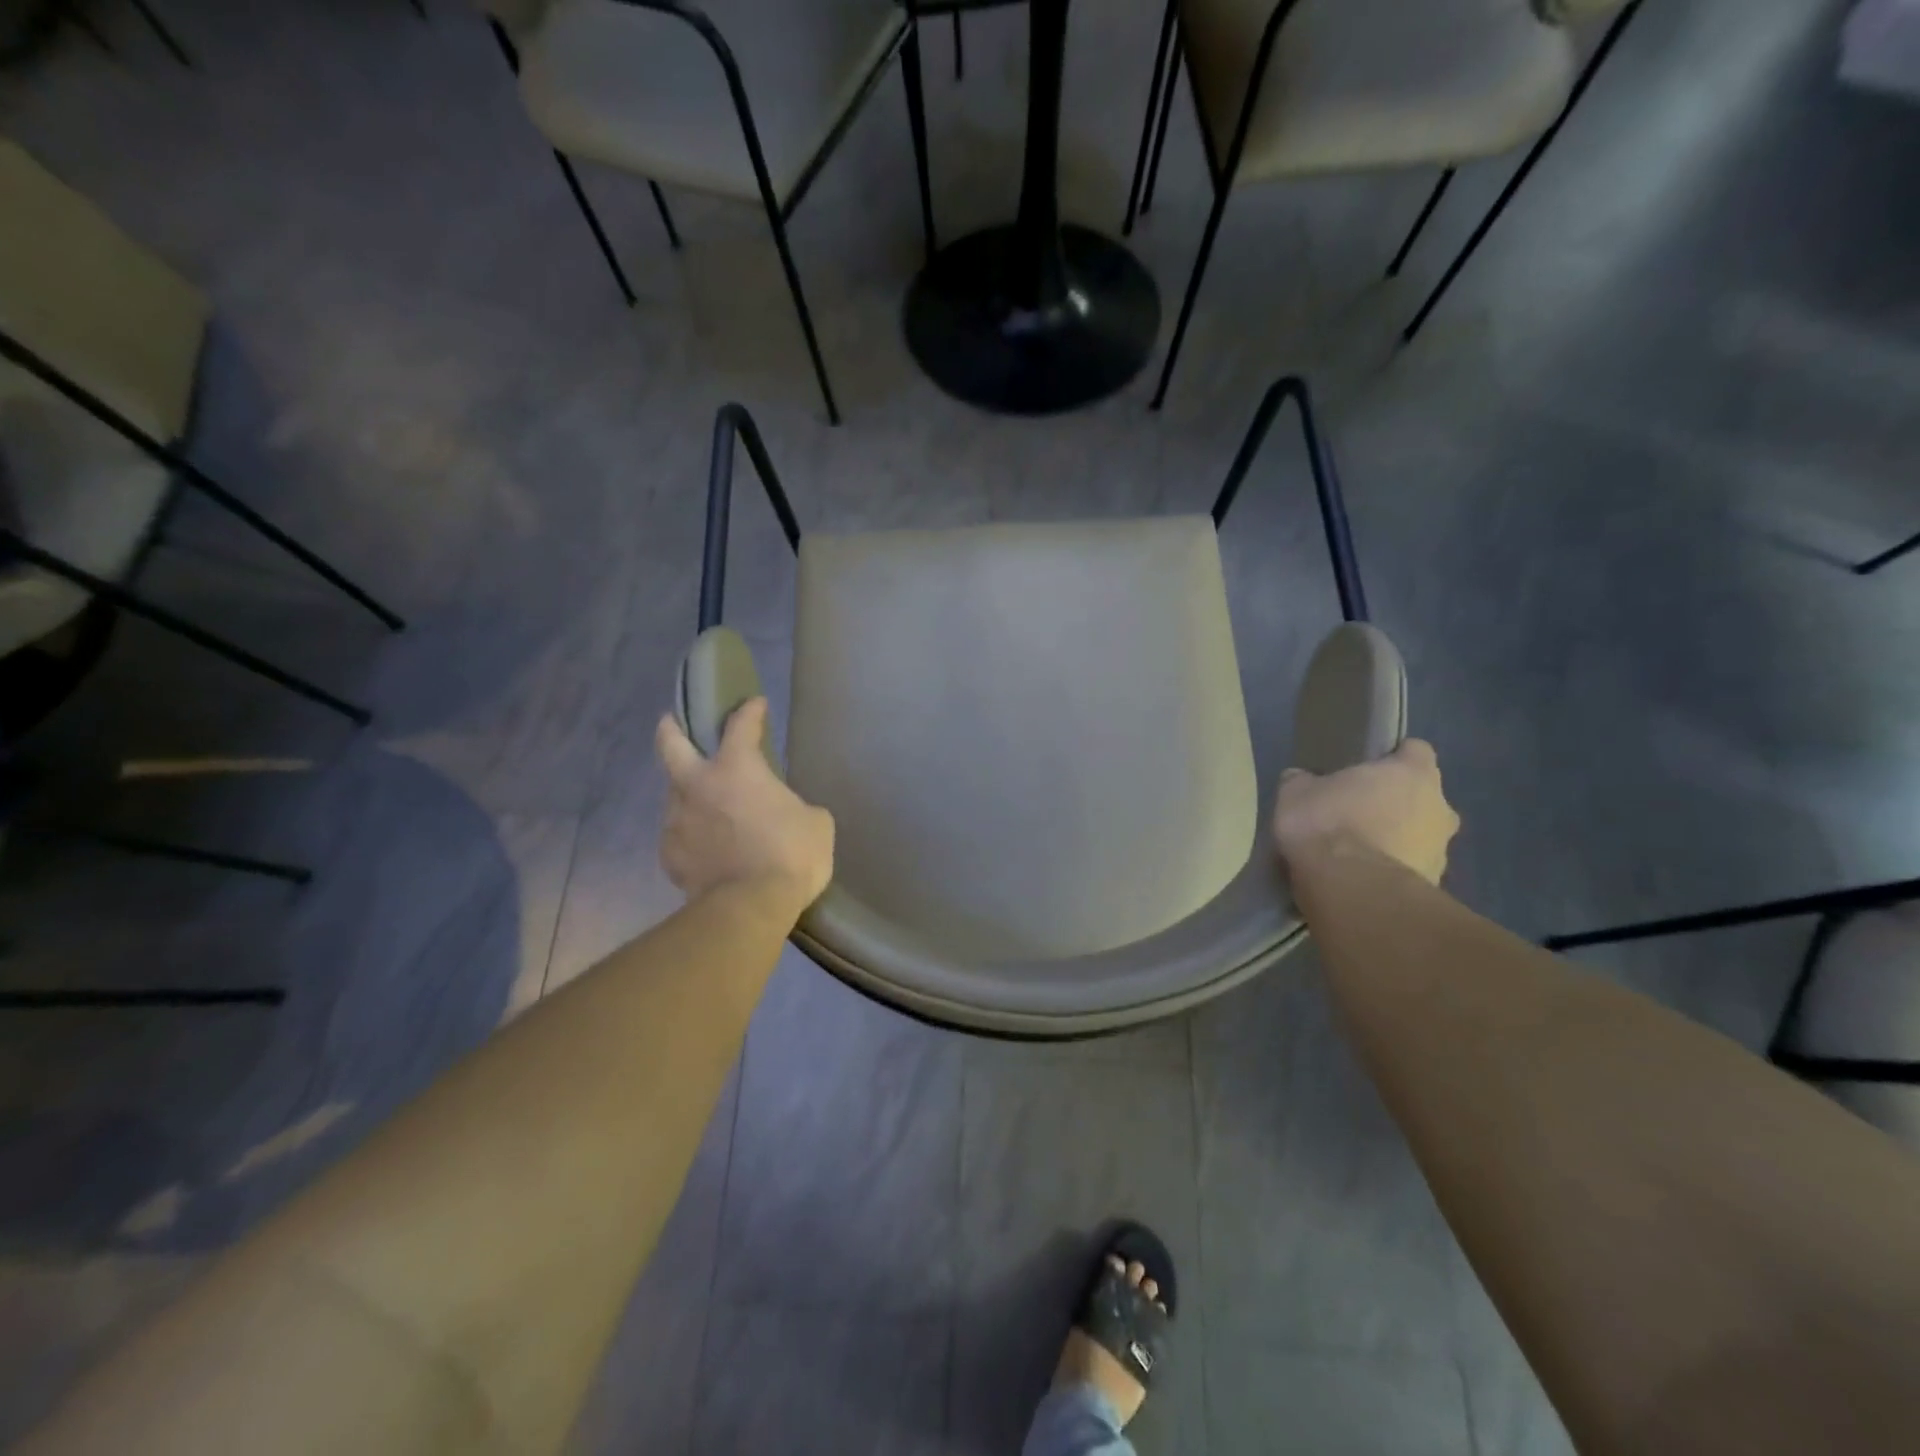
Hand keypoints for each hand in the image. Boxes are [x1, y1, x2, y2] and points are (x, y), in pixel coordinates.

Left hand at [655, 698, 834, 921]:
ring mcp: (677, 821)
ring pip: (674, 795)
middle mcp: (698, 786)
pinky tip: (706, 848)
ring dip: (688, 794)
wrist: (750, 908)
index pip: (741, 726)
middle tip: (672, 722)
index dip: (750, 711)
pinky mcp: (670, 856)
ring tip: (706, 807)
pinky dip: (691, 835)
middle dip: (670, 728)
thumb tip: (786, 814)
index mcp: (737, 769)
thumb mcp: (815, 823)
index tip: (755, 704)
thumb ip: (795, 807)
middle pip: (671, 745)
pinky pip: (679, 836)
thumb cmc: (790, 855)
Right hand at [1272, 738, 1458, 885]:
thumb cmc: (1328, 825)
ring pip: (1419, 837)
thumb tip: (1302, 779)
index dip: (1393, 757)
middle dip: (1395, 804)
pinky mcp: (1433, 886)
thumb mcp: (1295, 793)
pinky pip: (1409, 871)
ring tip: (1354, 854)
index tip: (1367, 768)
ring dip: (1394, 841)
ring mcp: (1441, 850)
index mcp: (1413, 773)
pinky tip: (1359, 880)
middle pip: (1422, 797)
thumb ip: (1304, 782)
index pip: (1415, 751)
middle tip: (1356, 814)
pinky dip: (1389, 872)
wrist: (1351, 890)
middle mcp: (1439, 807)